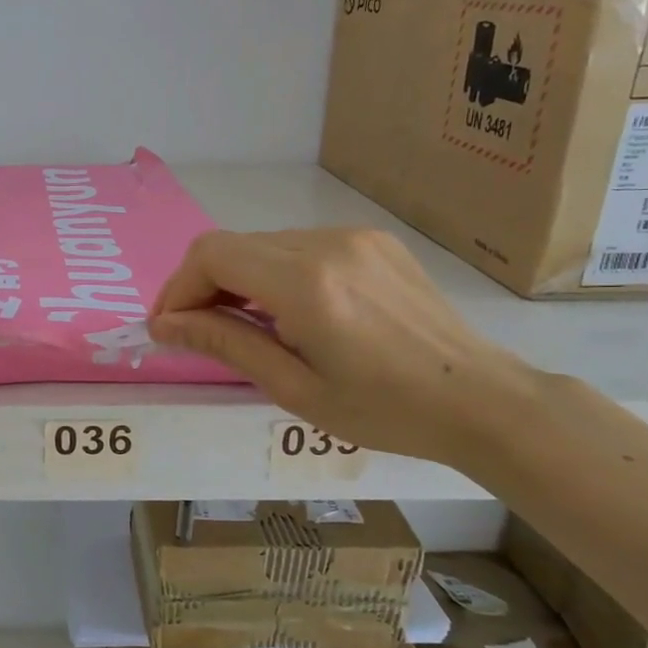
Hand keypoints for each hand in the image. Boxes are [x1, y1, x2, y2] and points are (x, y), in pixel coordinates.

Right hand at [149, 228, 540, 465]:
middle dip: (200, 285)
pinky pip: (298, 246)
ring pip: (262, 244)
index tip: (167, 327)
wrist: (482, 399)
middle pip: (231, 245)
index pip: (211, 255)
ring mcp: (352, 237)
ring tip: (243, 326)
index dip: (177, 287)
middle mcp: (326, 244)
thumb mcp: (295, 388)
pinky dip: (273, 273)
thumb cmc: (385, 411)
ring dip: (236, 279)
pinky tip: (287, 311)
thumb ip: (225, 343)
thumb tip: (165, 325)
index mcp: (306, 284)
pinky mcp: (371, 241)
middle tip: (195, 331)